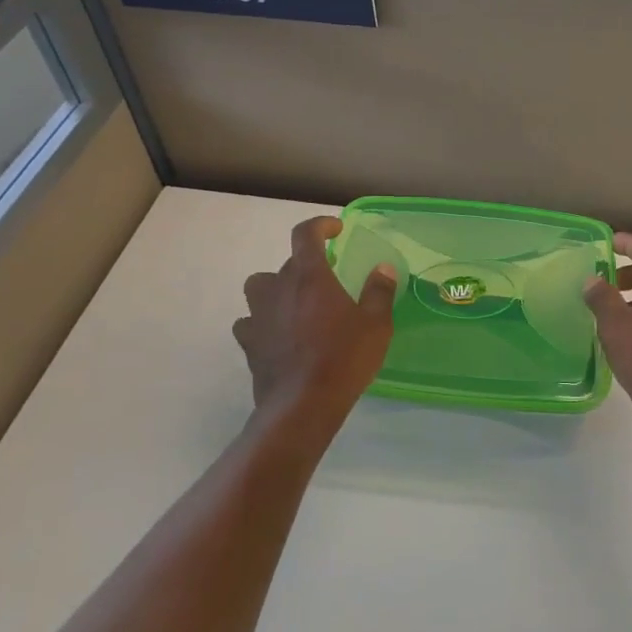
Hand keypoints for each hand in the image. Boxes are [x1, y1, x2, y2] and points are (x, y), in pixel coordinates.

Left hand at [233, 217, 397, 422]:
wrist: (302, 405)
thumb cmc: (344, 358)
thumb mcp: (376, 325)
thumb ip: (379, 291)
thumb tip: (382, 268)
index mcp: (310, 276)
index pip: (305, 234)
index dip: (320, 225)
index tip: (336, 229)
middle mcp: (278, 288)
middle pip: (286, 263)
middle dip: (306, 266)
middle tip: (328, 281)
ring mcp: (258, 315)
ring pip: (259, 287)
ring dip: (276, 289)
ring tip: (296, 304)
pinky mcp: (248, 342)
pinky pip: (250, 321)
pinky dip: (263, 321)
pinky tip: (278, 334)